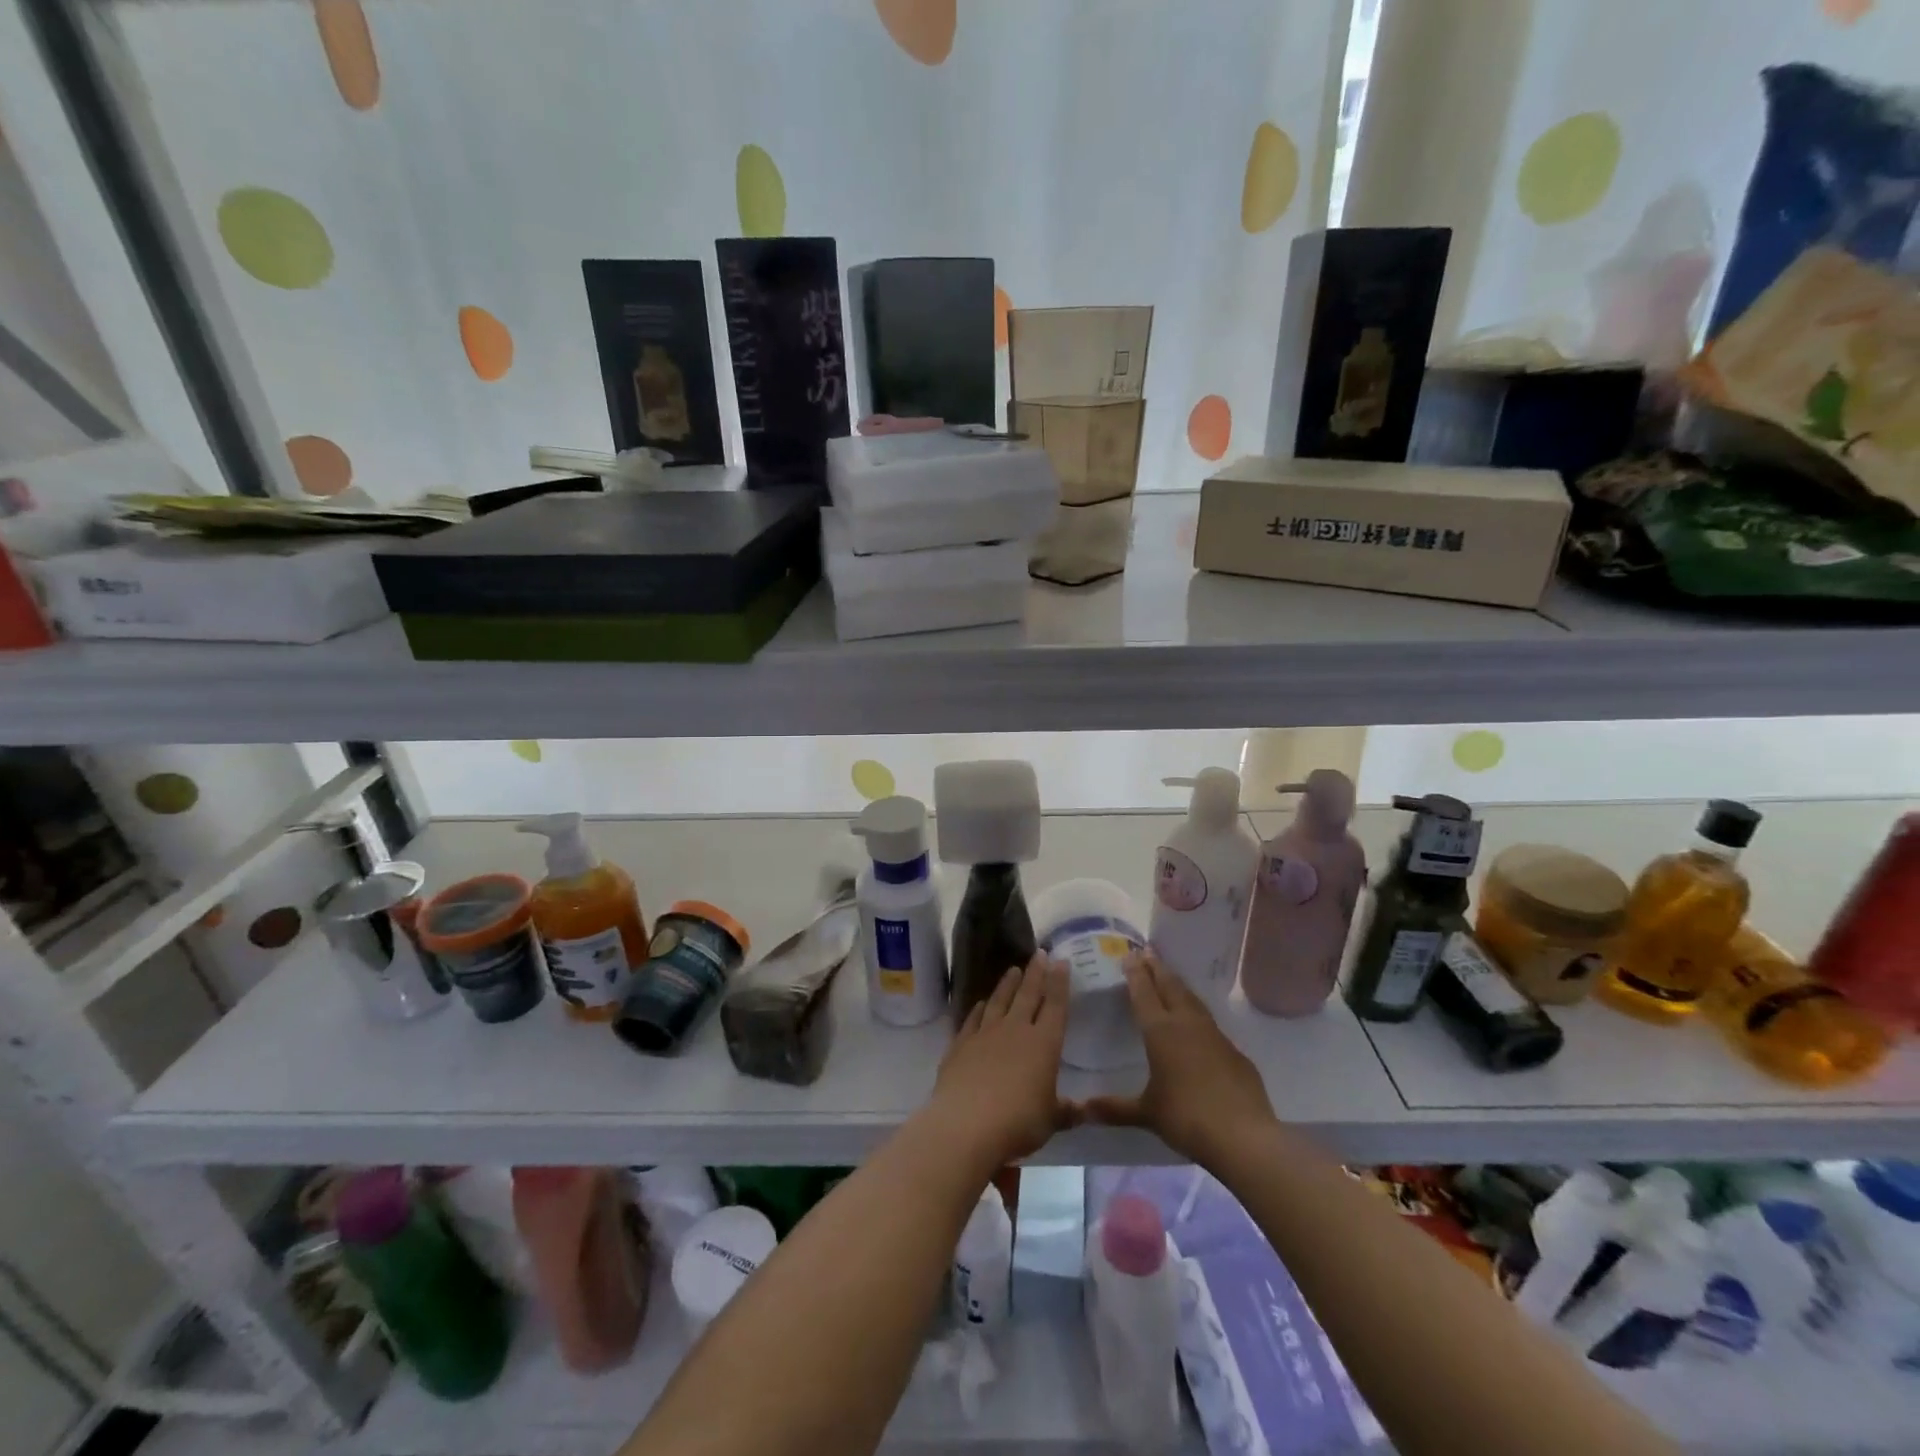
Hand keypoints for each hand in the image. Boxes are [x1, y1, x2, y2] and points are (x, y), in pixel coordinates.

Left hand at [926, 953, 1072, 1166]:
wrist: (966, 1125)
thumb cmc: (1018, 1123)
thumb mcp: (1050, 1121)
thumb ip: (1066, 1111)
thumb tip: (1083, 1110)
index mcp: (1044, 1044)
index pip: (1055, 1005)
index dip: (1059, 983)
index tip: (1061, 961)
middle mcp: (1016, 1030)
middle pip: (1027, 994)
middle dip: (1035, 973)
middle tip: (1039, 953)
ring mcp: (985, 1034)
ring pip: (999, 1001)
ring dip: (1007, 984)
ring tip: (1013, 970)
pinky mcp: (960, 1044)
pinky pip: (972, 1019)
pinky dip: (978, 1009)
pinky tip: (980, 1003)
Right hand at [1082, 950, 1273, 1165]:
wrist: (1243, 1136)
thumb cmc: (1187, 1118)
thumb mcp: (1147, 1113)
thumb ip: (1115, 1108)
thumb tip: (1082, 1109)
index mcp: (1160, 1032)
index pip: (1144, 992)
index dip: (1135, 973)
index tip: (1130, 954)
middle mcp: (1187, 1024)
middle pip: (1170, 986)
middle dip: (1157, 968)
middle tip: (1147, 952)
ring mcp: (1214, 1035)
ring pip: (1192, 1000)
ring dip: (1178, 985)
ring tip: (1169, 976)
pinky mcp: (1234, 1051)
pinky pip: (1209, 1022)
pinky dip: (1196, 1012)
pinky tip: (1196, 1022)